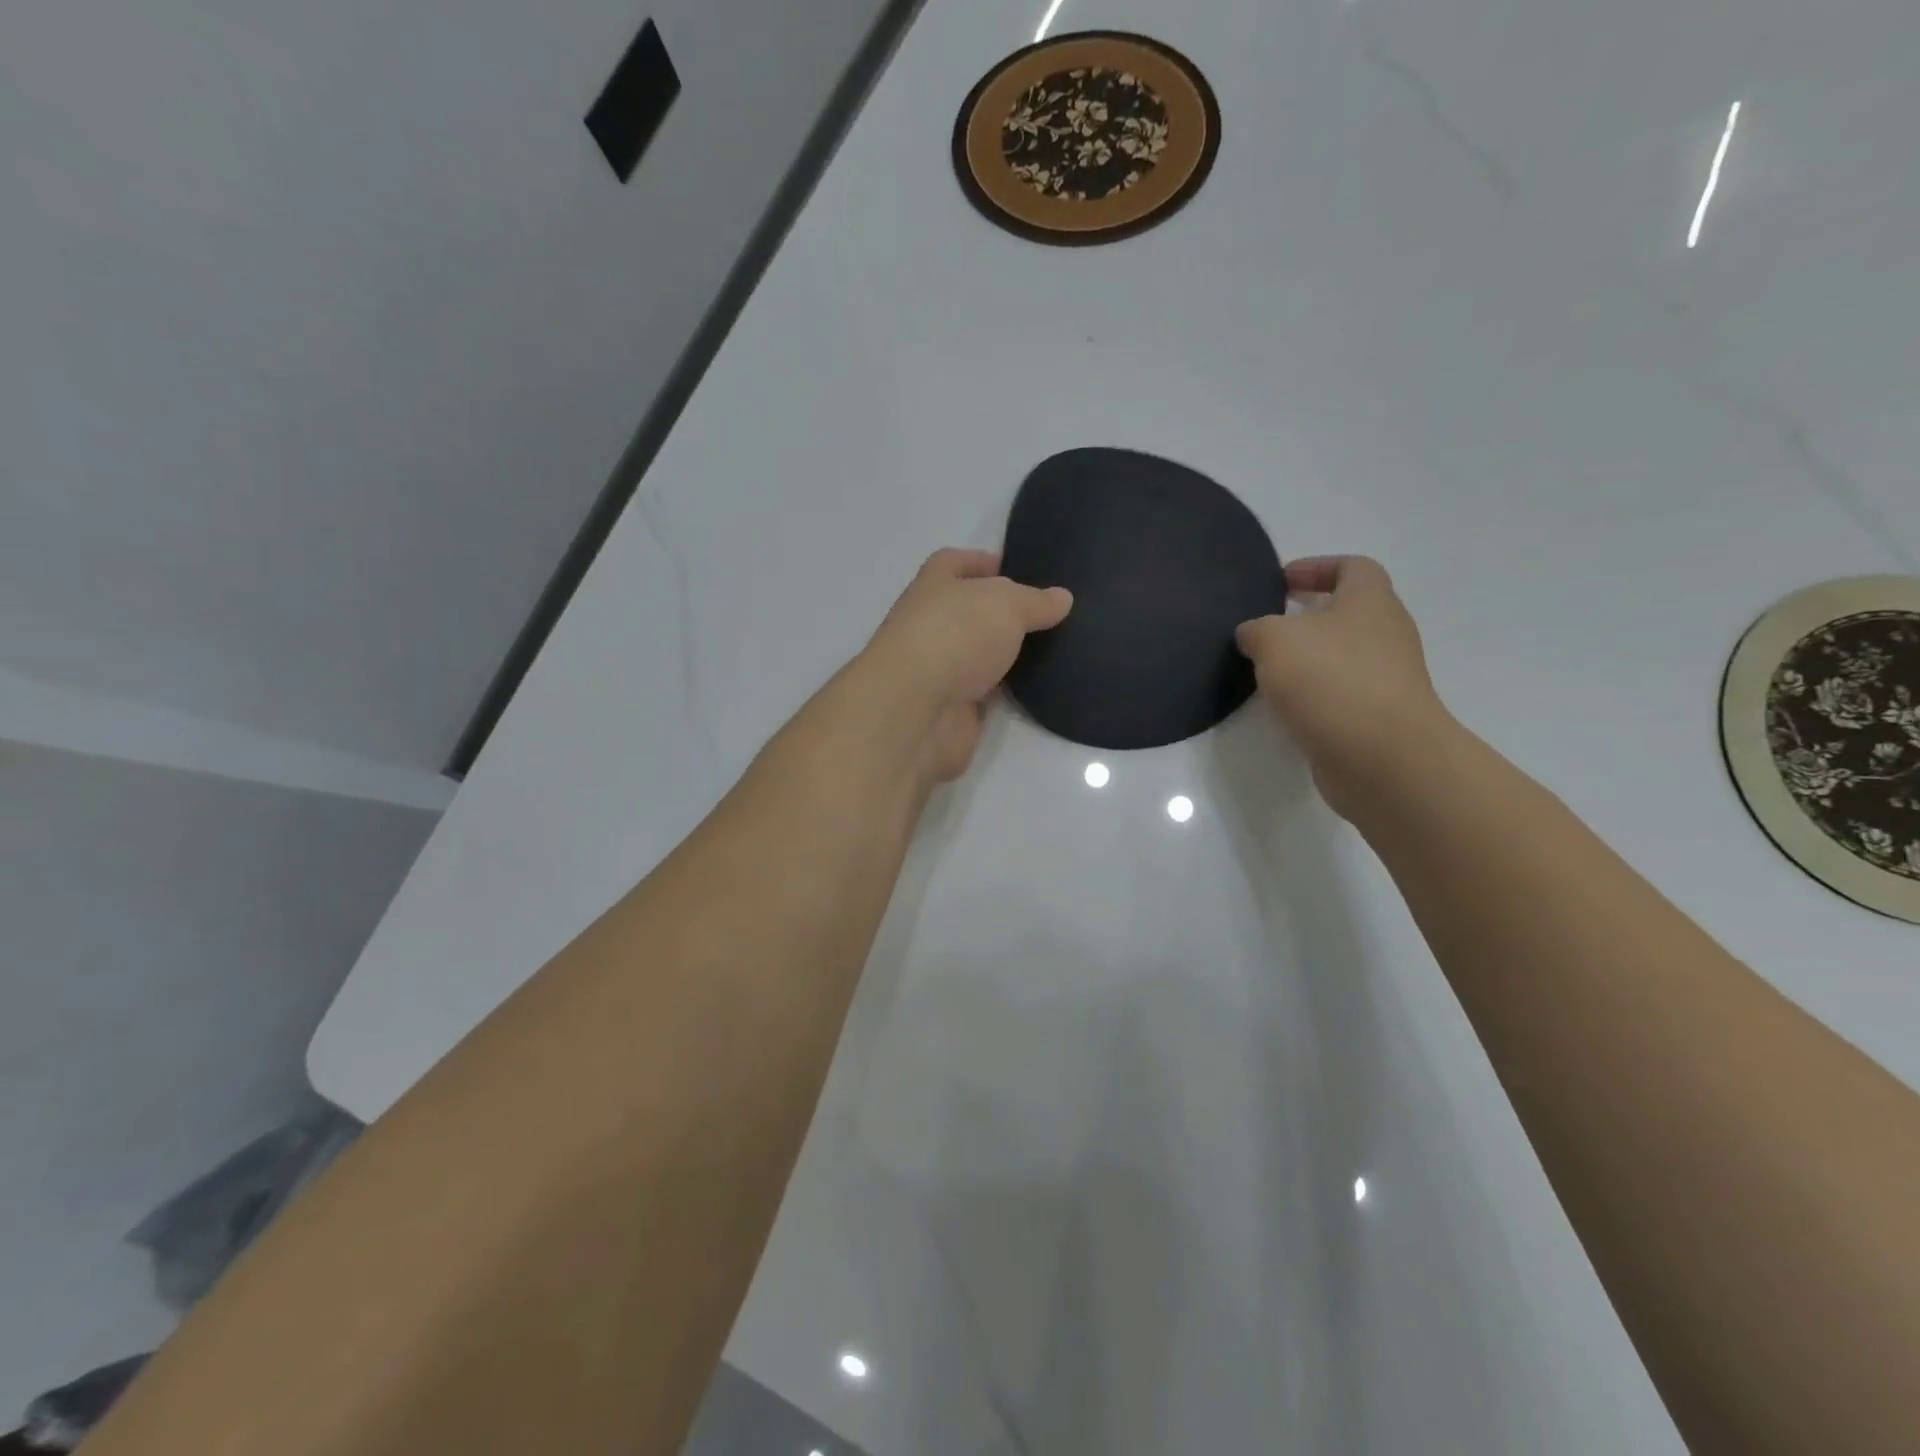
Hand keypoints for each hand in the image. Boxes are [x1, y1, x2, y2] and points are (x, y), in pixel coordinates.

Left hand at [860, 548, 1072, 782]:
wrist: (917, 711)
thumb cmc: (954, 635)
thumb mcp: (1005, 604)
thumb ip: (1035, 601)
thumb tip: (1062, 598)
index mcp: (933, 586)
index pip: (954, 563)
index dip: (981, 562)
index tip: (1017, 568)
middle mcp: (933, 625)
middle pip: (970, 611)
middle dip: (1004, 611)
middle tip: (1051, 612)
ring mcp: (941, 669)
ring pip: (981, 654)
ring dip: (1009, 653)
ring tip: (1058, 646)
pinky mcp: (954, 708)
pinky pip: (988, 693)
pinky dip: (1009, 689)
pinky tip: (1043, 684)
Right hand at [1236, 556, 1450, 818]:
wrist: (1381, 756)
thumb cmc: (1330, 680)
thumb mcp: (1274, 640)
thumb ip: (1257, 630)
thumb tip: (1253, 635)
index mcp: (1371, 601)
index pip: (1352, 567)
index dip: (1316, 567)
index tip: (1281, 582)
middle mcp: (1387, 634)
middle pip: (1348, 613)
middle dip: (1307, 617)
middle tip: (1266, 628)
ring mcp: (1387, 678)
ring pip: (1342, 656)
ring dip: (1308, 659)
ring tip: (1267, 670)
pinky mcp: (1377, 716)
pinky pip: (1341, 693)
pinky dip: (1313, 694)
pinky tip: (1285, 706)